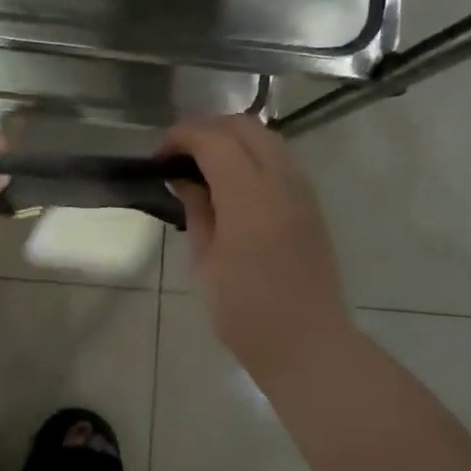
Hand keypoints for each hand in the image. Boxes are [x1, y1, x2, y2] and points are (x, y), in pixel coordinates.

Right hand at [160, 115, 353, 388]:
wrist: (306, 343)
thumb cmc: (245, 311)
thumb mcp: (206, 261)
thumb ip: (197, 210)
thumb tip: (183, 180)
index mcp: (248, 196)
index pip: (213, 139)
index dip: (181, 137)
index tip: (158, 155)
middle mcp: (281, 181)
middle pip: (244, 127)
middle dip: (207, 129)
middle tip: (178, 154)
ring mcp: (302, 190)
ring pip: (268, 138)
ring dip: (232, 139)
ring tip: (203, 165)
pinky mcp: (311, 204)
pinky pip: (281, 159)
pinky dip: (253, 155)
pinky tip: (233, 182)